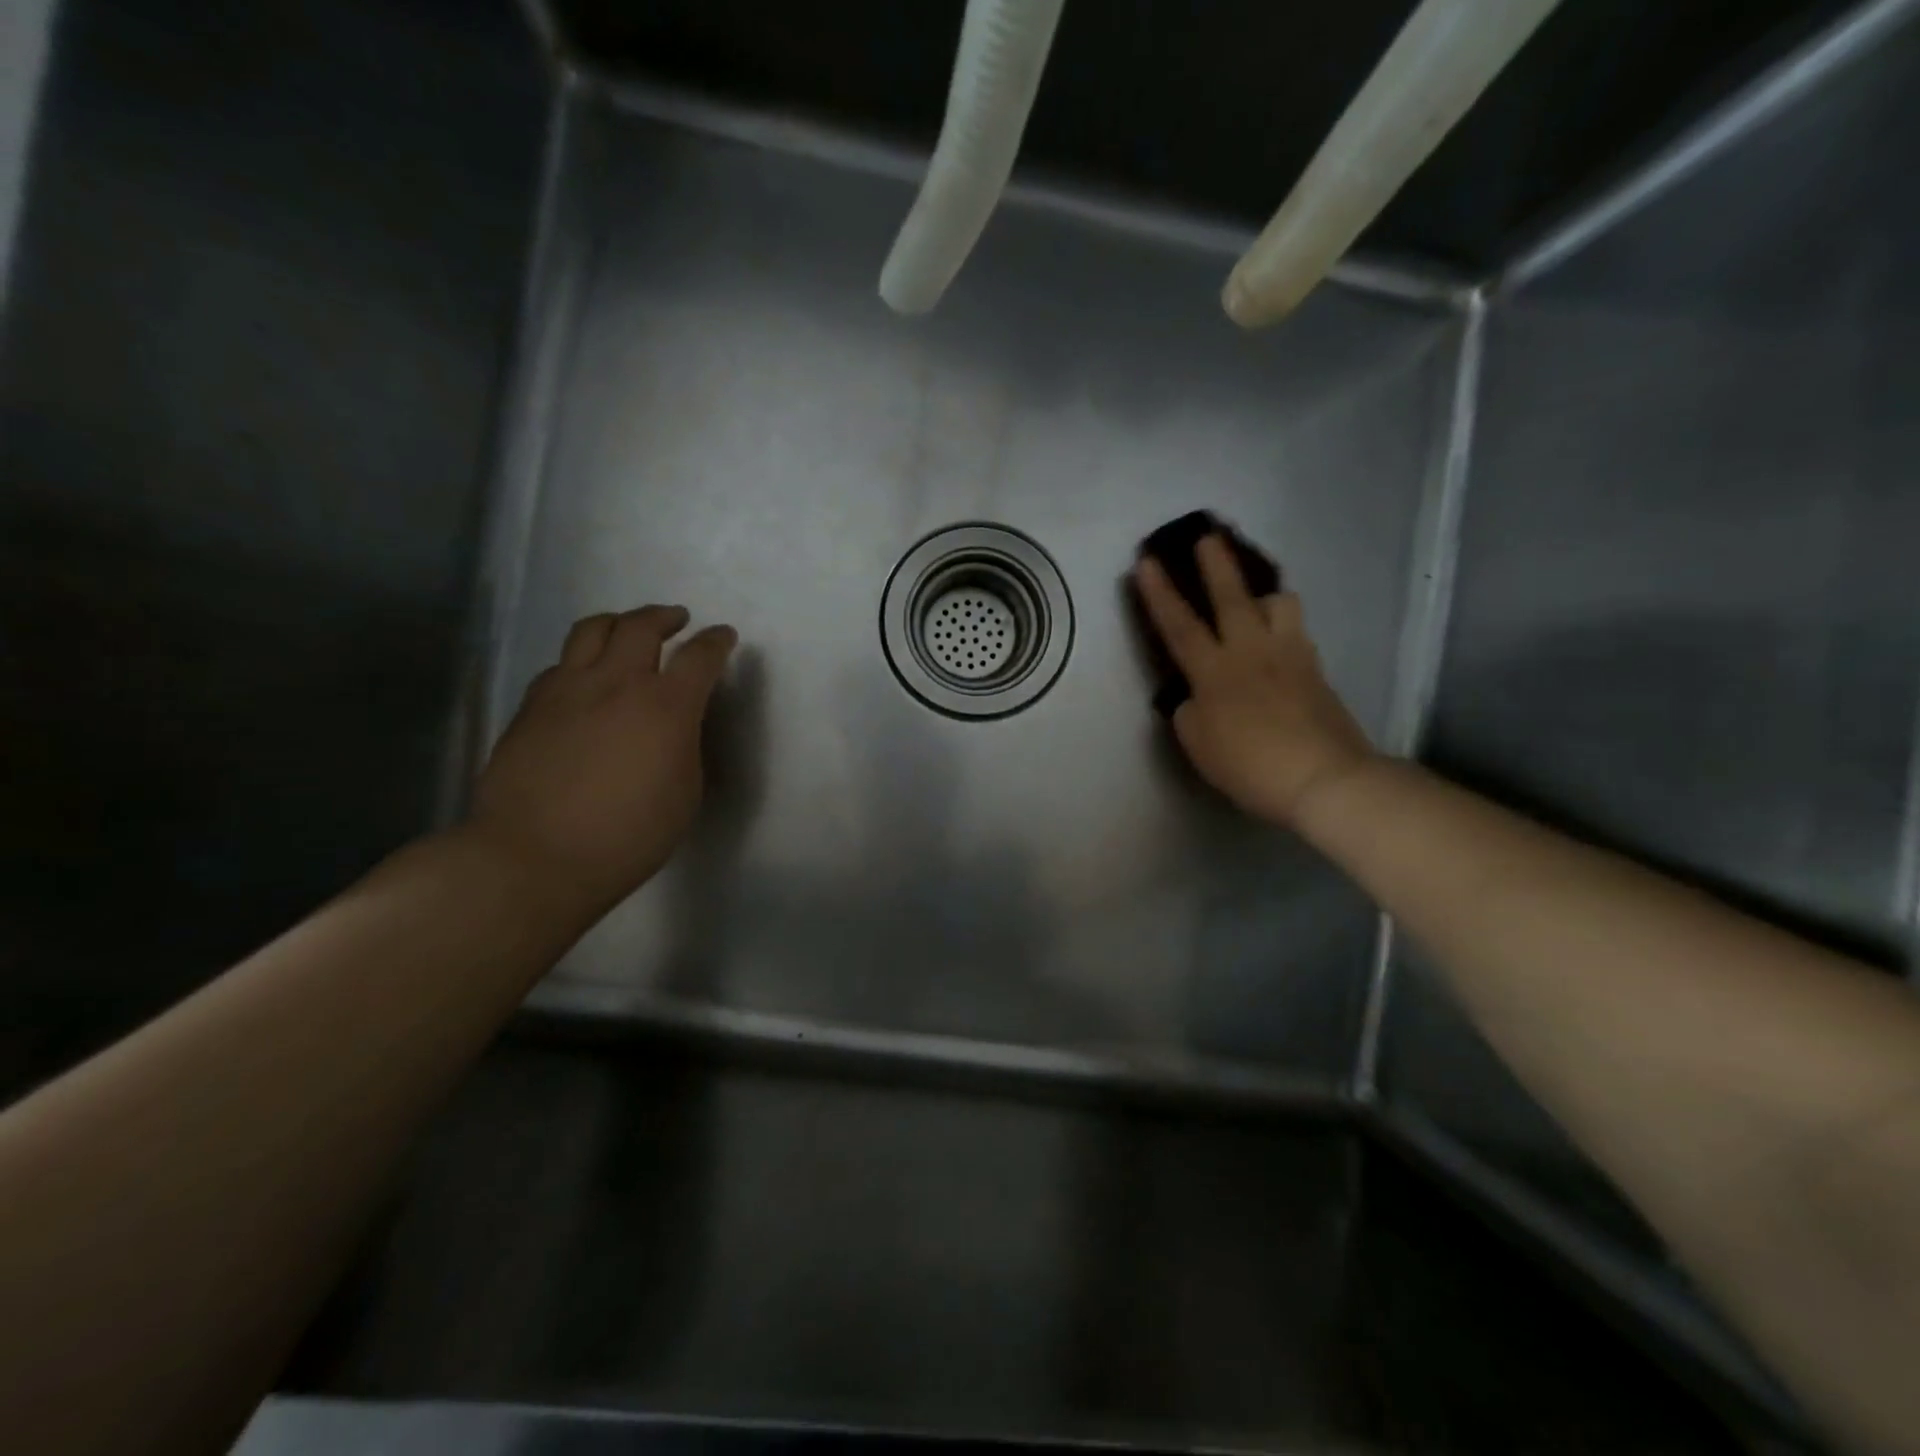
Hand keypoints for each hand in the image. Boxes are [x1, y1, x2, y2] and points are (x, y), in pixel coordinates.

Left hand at [468, 605, 736, 910]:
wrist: (536, 857)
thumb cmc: (628, 835)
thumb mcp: (685, 792)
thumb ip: (686, 745)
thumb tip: (677, 724)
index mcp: (665, 706)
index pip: (699, 656)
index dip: (716, 642)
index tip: (724, 636)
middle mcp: (616, 683)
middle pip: (641, 626)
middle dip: (665, 617)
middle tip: (678, 620)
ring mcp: (567, 689)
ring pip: (592, 630)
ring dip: (619, 623)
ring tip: (627, 630)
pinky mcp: (530, 706)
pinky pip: (560, 664)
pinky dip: (581, 660)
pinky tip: (584, 679)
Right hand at [1134, 535, 1374, 828]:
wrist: (1325, 778)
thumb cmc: (1250, 765)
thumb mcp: (1199, 745)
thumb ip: (1189, 713)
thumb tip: (1195, 697)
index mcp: (1215, 672)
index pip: (1179, 625)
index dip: (1159, 594)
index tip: (1146, 562)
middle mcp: (1251, 652)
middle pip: (1232, 597)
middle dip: (1216, 565)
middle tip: (1209, 536)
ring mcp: (1290, 656)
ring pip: (1280, 604)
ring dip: (1264, 595)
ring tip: (1257, 602)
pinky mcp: (1316, 670)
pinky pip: (1297, 633)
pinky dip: (1283, 627)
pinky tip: (1279, 642)